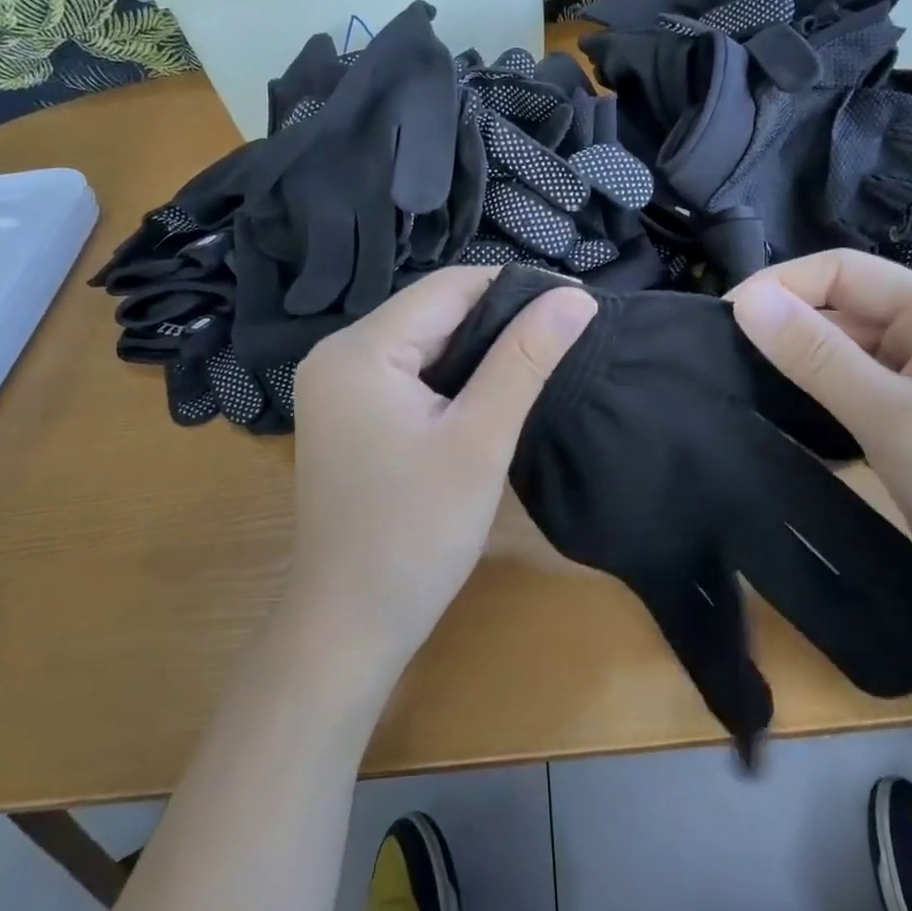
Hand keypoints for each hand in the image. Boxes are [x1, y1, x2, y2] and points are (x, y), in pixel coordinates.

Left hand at [288, 266, 596, 669]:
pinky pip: (406, 373)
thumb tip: (575, 296)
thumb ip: (525, 360)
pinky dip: (449, 377)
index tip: (575, 304)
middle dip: (497, 321)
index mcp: (360, 349)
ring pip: (422, 342)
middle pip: (432, 312)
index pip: (449, 287)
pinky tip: (486, 394)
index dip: (515, 288)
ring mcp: (335, 385)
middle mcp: (337, 353)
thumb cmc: (416, 534)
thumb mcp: (480, 440)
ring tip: (535, 363)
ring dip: (476, 350)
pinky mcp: (345, 413)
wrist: (349, 623)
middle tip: (561, 340)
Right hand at [728, 250, 911, 634]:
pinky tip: (783, 417)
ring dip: (797, 364)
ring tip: (738, 386)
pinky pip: (856, 386)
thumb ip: (818, 358)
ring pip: (845, 349)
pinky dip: (819, 396)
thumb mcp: (895, 421)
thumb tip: (744, 300)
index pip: (842, 270)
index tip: (719, 321)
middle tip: (718, 362)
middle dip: (783, 327)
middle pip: (842, 307)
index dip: (778, 285)